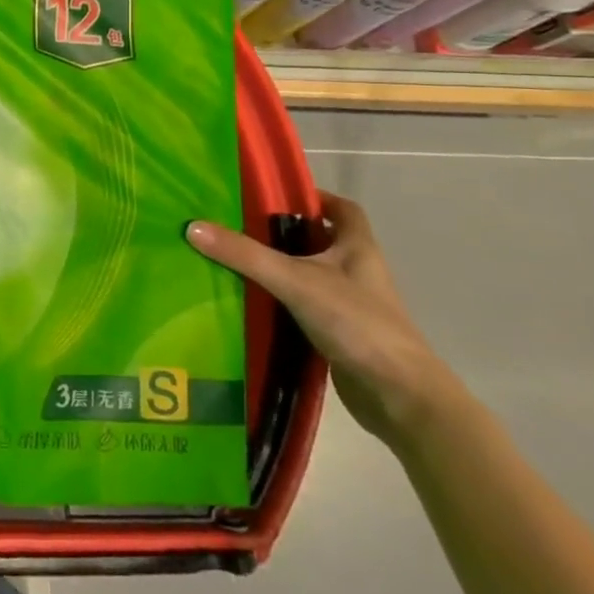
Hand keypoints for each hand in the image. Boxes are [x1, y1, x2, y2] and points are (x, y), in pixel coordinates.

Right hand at [186, 191, 462, 449]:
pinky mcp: (340, 334)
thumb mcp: (295, 281)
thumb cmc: (358, 324)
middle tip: (238, 225)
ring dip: (279, 268)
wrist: (400, 397)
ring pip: (309, 275)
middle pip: (320, 240)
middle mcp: (357, 272)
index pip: (342, 209)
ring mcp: (350, 305)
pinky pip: (303, 306)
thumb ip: (245, 255)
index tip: (274, 196)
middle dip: (283, 232)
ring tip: (234, 261)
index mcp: (358, 248)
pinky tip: (250, 303)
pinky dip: (280, 302)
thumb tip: (193, 226)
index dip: (313, 198)